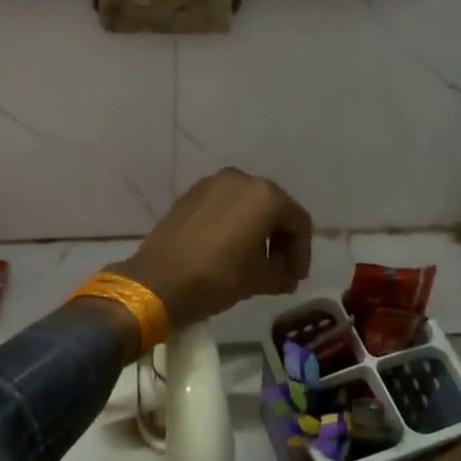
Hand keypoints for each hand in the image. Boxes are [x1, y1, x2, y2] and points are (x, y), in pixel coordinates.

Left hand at [115, 169, 311, 328]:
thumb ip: (284, 273)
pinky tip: (229, 250)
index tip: (296, 278)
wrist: (158, 281)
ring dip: (257, 231)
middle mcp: (240, 179)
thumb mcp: (260, 280)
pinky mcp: (190, 194)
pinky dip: (234, 224)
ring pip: (247, 205)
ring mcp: (212, 184)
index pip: (298, 222)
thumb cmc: (218, 277)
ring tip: (255, 262)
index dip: (302, 252)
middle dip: (281, 240)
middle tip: (281, 270)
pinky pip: (224, 206)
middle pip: (274, 208)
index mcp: (265, 195)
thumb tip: (288, 275)